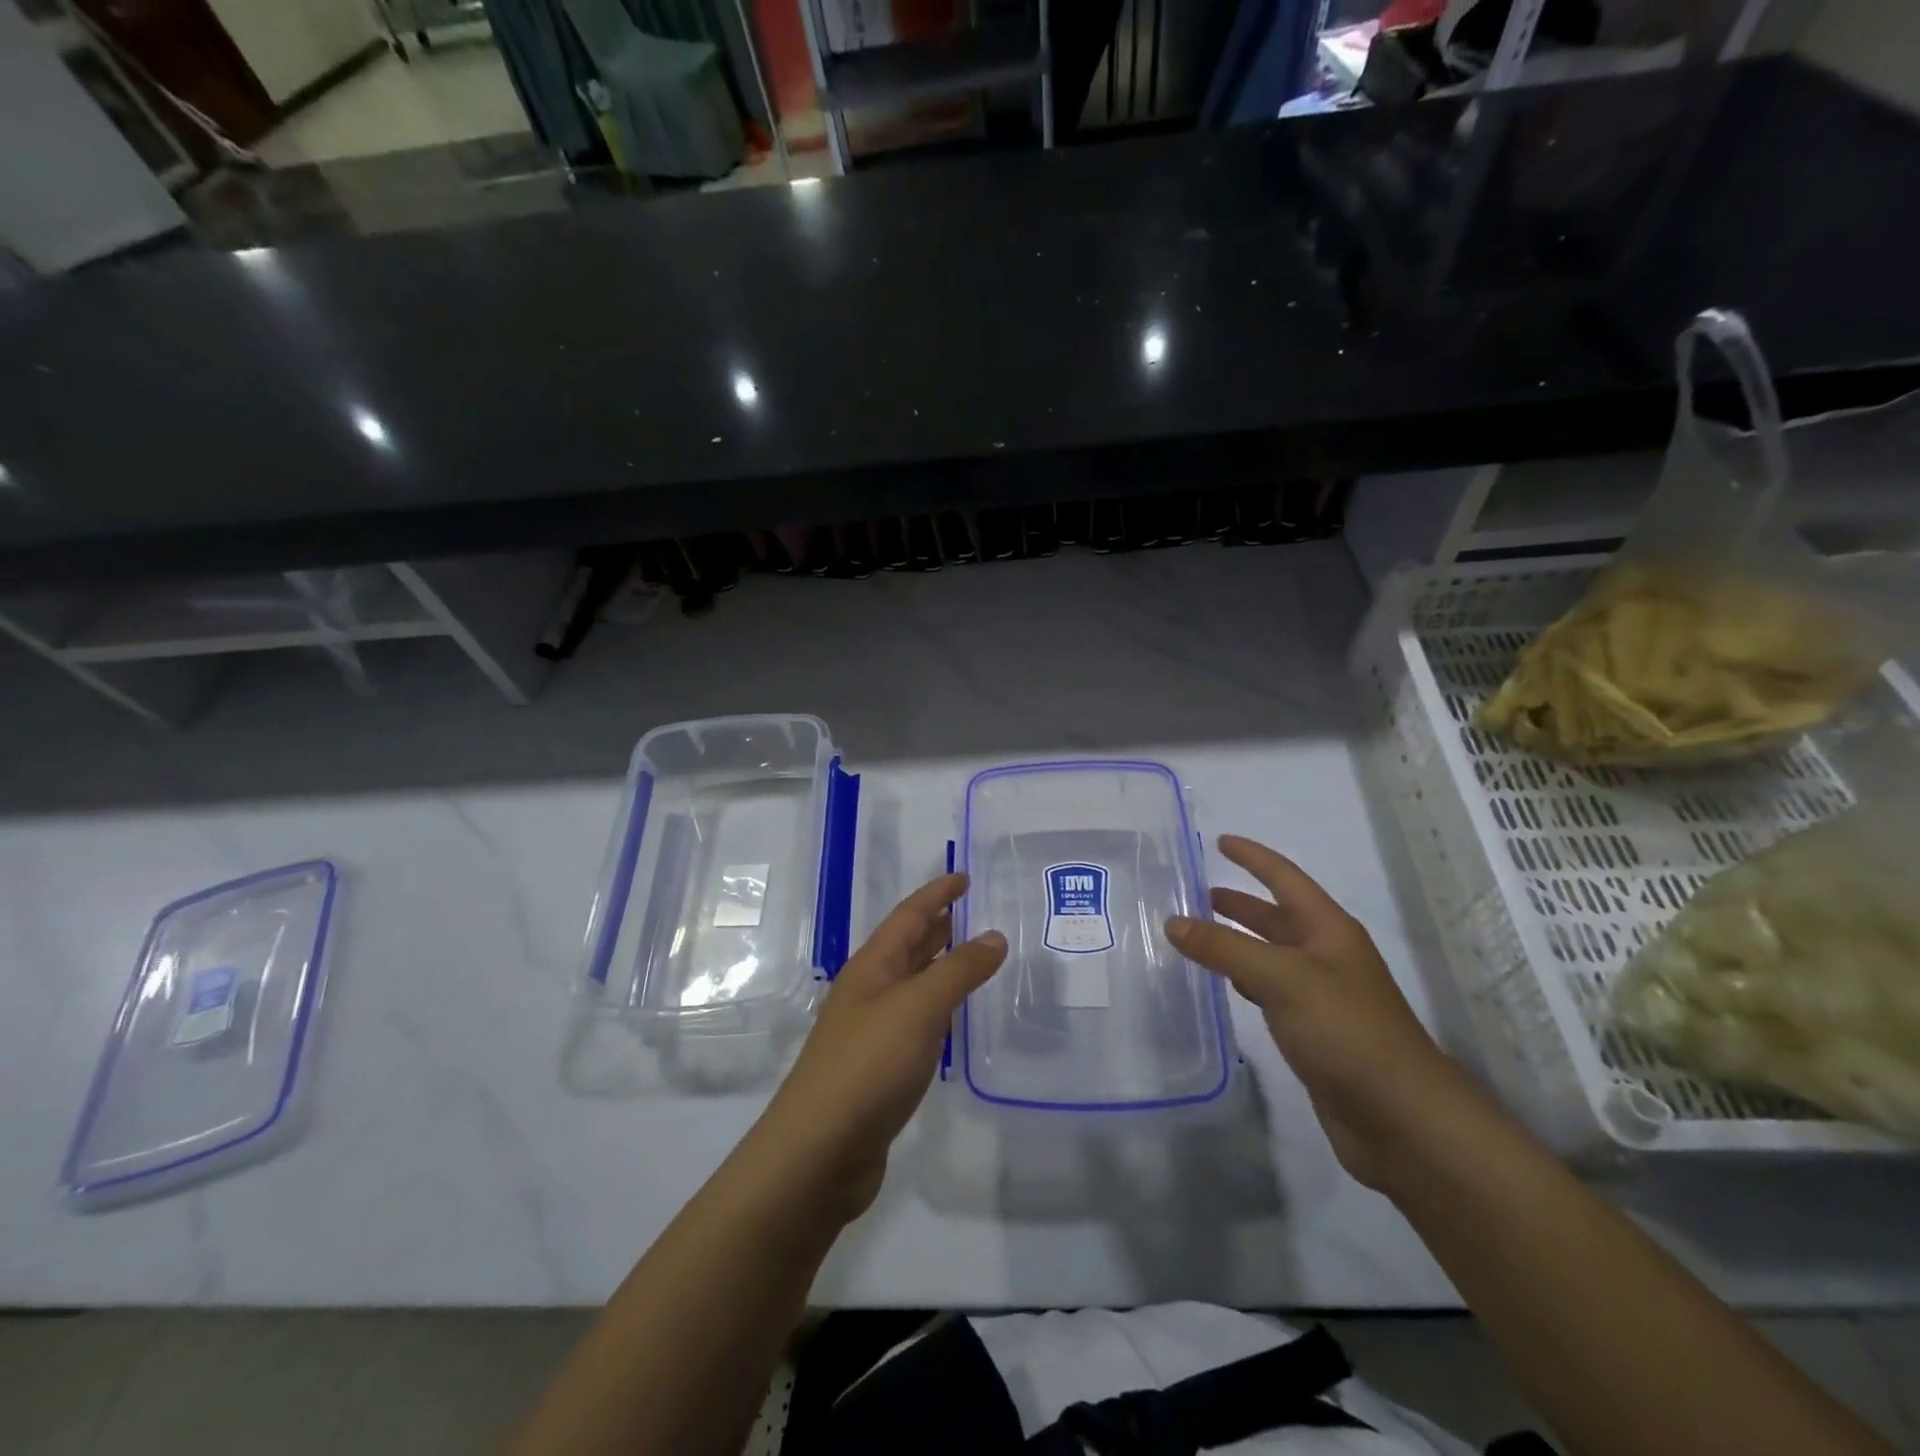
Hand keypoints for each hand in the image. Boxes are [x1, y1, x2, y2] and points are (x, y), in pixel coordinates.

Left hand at [751, 873, 1006, 1222]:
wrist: (819, 1151)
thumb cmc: (868, 1065)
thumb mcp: (919, 1008)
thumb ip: (959, 970)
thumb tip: (994, 935)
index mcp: (872, 967)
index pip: (909, 916)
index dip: (937, 894)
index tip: (965, 877)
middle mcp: (869, 991)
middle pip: (907, 946)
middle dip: (938, 925)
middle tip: (975, 911)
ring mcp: (871, 1031)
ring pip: (912, 984)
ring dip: (940, 965)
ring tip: (975, 955)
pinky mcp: (879, 1068)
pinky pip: (915, 1021)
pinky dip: (938, 1007)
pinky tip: (955, 1017)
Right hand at [1166, 835, 1477, 1191]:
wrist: (1401, 1119)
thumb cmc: (1346, 1031)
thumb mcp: (1281, 979)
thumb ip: (1224, 948)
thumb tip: (1173, 922)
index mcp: (1328, 930)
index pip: (1285, 878)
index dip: (1253, 857)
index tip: (1220, 841)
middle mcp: (1327, 956)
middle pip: (1278, 916)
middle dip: (1241, 903)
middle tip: (1198, 894)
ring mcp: (1323, 995)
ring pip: (1272, 955)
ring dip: (1239, 941)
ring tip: (1200, 936)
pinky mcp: (1315, 1032)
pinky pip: (1272, 991)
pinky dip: (1245, 979)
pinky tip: (1227, 984)